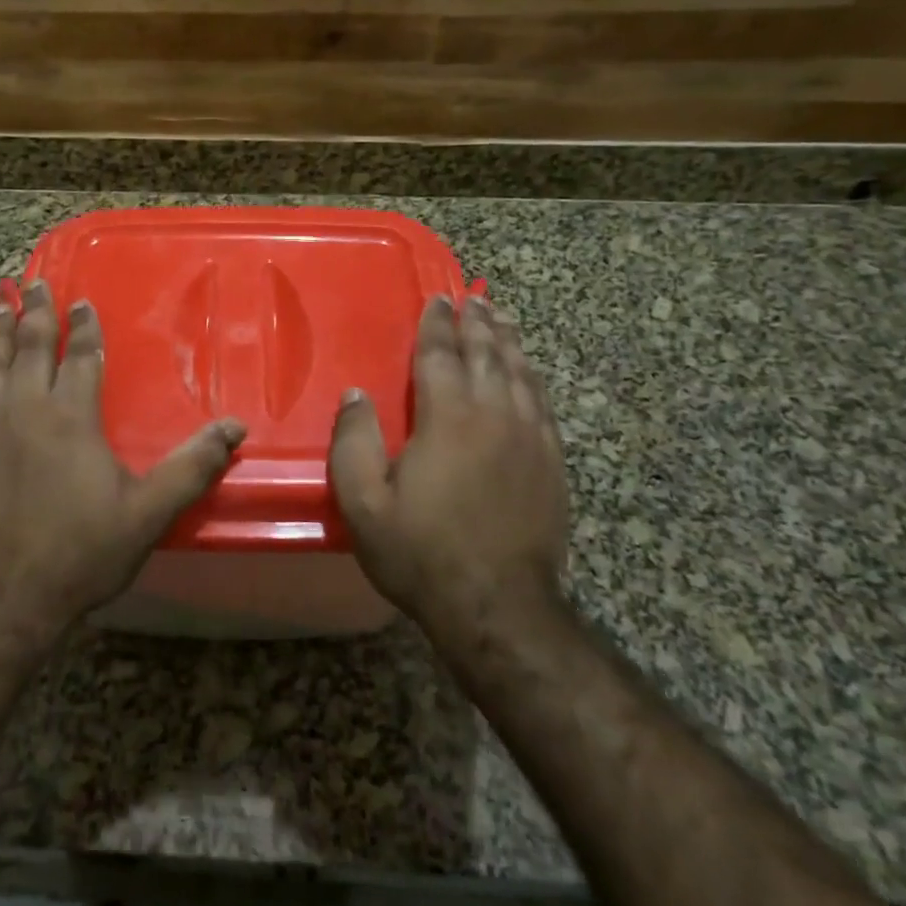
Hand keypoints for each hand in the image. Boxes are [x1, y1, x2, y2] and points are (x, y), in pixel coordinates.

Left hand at [0, 281, 246, 635]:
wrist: (5, 598)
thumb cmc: (81, 552)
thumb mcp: (148, 513)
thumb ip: (192, 466)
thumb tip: (236, 427)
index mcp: (71, 416)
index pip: (79, 355)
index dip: (82, 326)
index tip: (81, 301)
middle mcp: (25, 408)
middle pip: (28, 345)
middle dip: (34, 311)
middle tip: (34, 282)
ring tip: (0, 302)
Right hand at [329, 295, 569, 636]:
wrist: (498, 607)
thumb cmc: (421, 552)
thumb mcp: (363, 502)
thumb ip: (353, 441)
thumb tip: (357, 394)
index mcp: (447, 417)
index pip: (440, 354)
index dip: (436, 324)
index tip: (438, 298)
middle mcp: (494, 415)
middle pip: (487, 354)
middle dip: (477, 323)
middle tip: (472, 299)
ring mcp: (530, 438)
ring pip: (520, 373)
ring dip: (509, 341)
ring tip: (502, 318)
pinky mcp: (552, 463)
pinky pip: (543, 403)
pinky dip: (532, 377)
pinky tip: (528, 372)